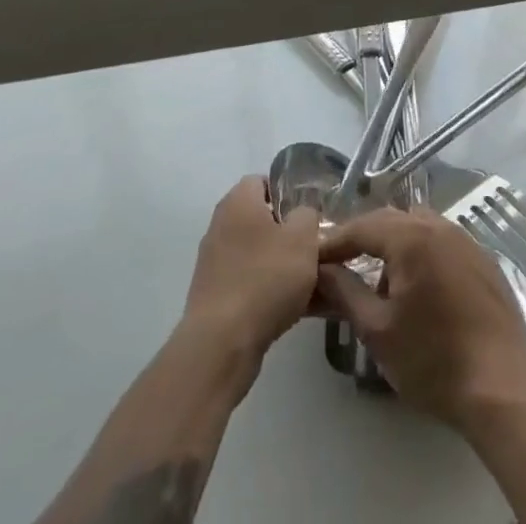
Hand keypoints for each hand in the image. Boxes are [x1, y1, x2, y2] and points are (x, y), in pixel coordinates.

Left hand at [181, 176, 321, 361]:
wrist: (221, 345)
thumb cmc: (265, 278)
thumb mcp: (303, 237)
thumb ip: (307, 215)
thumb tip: (301, 216)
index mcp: (238, 203)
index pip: (262, 181)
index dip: (286, 193)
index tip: (308, 213)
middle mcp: (220, 226)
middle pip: (260, 219)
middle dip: (287, 232)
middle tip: (312, 247)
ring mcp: (213, 263)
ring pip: (257, 254)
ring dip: (280, 264)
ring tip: (310, 283)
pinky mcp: (213, 297)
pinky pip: (249, 282)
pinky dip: (268, 290)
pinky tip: (293, 308)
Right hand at [316, 207, 525, 430]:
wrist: (502, 383)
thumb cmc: (433, 359)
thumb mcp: (378, 330)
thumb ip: (345, 293)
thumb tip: (321, 271)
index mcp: (411, 236)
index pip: (362, 227)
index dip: (334, 241)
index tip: (311, 257)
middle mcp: (439, 226)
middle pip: (390, 221)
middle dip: (362, 239)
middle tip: (339, 264)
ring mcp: (465, 239)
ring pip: (418, 228)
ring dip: (393, 245)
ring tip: (377, 280)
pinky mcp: (482, 259)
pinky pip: (441, 242)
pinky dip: (420, 253)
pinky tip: (416, 287)